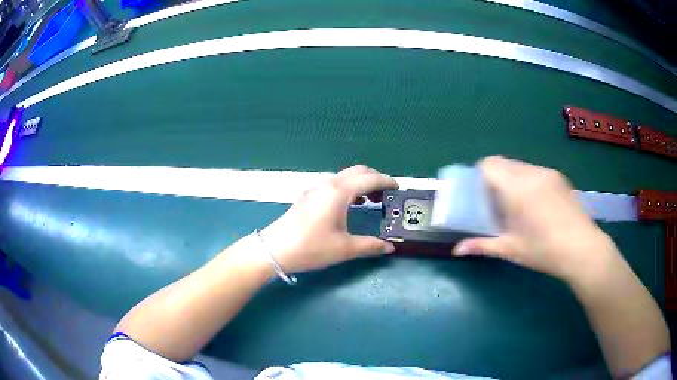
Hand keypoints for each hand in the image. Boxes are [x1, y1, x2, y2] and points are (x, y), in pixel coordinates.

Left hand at [259, 165, 397, 272]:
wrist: (275, 249)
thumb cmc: (311, 247)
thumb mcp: (344, 249)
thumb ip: (370, 246)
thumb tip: (389, 248)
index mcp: (339, 192)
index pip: (370, 178)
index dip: (387, 181)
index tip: (399, 188)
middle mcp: (329, 184)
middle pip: (358, 171)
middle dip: (375, 178)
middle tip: (388, 194)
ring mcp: (316, 189)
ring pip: (345, 177)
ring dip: (362, 183)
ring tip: (373, 200)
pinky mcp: (309, 196)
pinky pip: (335, 184)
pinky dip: (350, 188)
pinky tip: (352, 205)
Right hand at [453, 156, 618, 281]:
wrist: (583, 248)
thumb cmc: (544, 250)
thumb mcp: (512, 249)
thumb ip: (483, 245)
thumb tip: (457, 250)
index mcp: (516, 188)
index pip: (489, 164)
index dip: (480, 176)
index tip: (482, 196)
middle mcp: (531, 173)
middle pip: (504, 163)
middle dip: (496, 179)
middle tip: (498, 205)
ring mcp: (548, 173)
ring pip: (520, 166)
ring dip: (513, 180)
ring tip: (519, 206)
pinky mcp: (559, 177)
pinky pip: (535, 171)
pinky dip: (529, 181)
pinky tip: (538, 206)